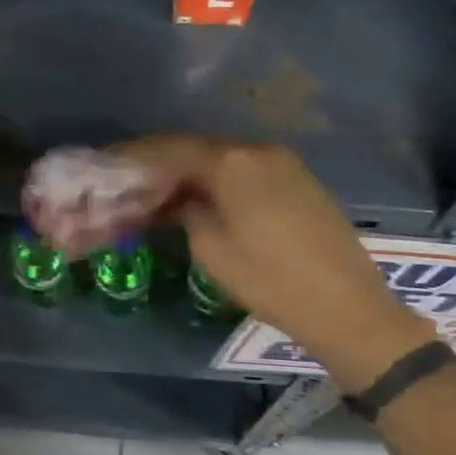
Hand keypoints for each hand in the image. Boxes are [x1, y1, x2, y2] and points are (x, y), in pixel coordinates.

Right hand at [113, 136, 431, 387]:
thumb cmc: (271, 280)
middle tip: (131, 180)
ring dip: (191, 172)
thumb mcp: (212, 249)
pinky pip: (246, 170)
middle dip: (161, 163)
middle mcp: (257, 150)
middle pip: (197, 148)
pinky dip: (219, 180)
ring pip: (223, 158)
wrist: (348, 306)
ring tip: (162, 192)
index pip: (170, 149)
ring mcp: (283, 162)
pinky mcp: (299, 179)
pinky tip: (204, 197)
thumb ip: (185, 212)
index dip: (135, 157)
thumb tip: (174, 200)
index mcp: (232, 161)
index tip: (107, 164)